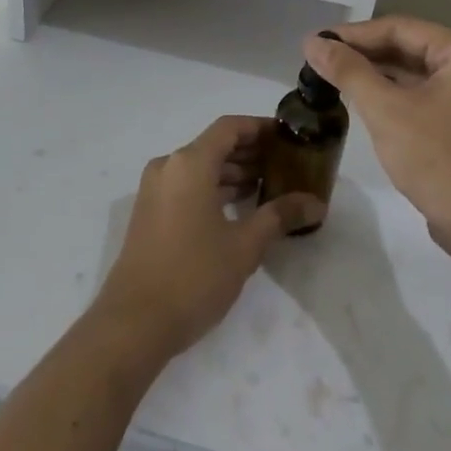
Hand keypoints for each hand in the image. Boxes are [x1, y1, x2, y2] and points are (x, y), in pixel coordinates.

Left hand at [95, 115, 289, 358]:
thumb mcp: (244, 246)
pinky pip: (187, 186)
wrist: (134, 322)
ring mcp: (155, 189)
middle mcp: (168, 167)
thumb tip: (316, 203)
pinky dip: (213, 188)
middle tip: (287, 165)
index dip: (260, 127)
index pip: (229, 127)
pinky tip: (239, 208)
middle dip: (251, 152)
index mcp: (189, 163)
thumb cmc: (193, 276)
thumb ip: (280, 216)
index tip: (289, 137)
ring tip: (270, 187)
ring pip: (200, 167)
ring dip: (233, 173)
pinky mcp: (150, 212)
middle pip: (214, 145)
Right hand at [303, 18, 450, 253]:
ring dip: (376, 76)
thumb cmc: (439, 160)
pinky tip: (363, 101)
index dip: (353, 34)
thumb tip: (312, 42)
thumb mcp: (386, 111)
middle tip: (319, 60)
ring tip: (332, 77)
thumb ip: (348, 71)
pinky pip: (424, 96)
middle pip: (409, 48)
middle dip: (363, 54)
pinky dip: (394, 96)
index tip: (315, 42)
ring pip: (415, 74)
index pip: (399, 29)